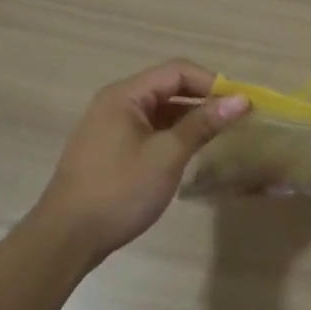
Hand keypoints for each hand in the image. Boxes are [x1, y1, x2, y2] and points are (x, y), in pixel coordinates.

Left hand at [28, 60, 249, 264]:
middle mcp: (116, 102)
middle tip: (238, 118)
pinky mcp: (112, 149)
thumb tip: (241, 100)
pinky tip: (192, 150)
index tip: (243, 103)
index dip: (212, 83)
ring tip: (222, 134)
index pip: (177, 72)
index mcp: (125, 95)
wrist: (67, 237)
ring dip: (190, 117)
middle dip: (204, 99)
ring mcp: (111, 126)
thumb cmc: (120, 191)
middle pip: (168, 87)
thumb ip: (203, 124)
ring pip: (160, 110)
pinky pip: (150, 129)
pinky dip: (174, 133)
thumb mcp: (167, 156)